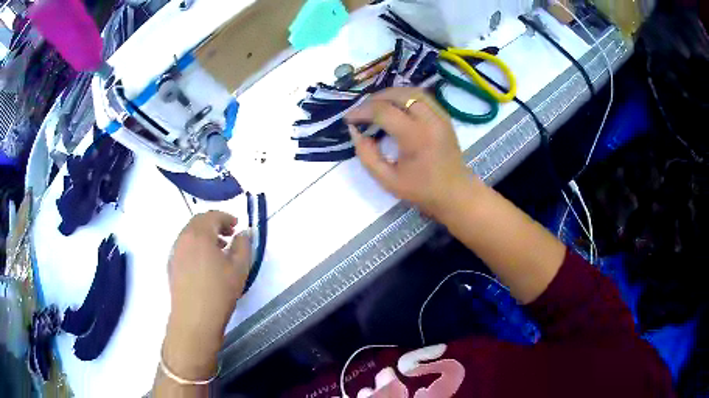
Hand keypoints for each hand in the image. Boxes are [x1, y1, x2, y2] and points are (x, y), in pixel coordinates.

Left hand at [163, 211, 250, 377]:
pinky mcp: (171, 266)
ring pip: (190, 235)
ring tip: (219, 250)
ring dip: (205, 236)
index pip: (212, 216)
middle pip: (198, 222)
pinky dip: (196, 247)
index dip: (226, 217)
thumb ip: (243, 245)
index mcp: (199, 234)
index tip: (237, 226)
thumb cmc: (219, 291)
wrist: (194, 319)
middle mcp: (183, 238)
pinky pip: (184, 247)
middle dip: (215, 225)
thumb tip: (243, 234)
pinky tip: (205, 265)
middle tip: (229, 235)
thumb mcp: (239, 268)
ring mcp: (175, 252)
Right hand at [345, 88, 476, 217]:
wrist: (454, 192)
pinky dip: (405, 96)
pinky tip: (395, 105)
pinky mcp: (444, 116)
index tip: (348, 118)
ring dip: (390, 94)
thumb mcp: (387, 180)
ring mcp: (440, 115)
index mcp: (416, 136)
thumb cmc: (421, 189)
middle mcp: (430, 120)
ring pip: (412, 91)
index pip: (383, 111)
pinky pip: (423, 97)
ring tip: (376, 104)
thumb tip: (355, 132)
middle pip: (398, 94)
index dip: (362, 111)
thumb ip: (367, 155)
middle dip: (375, 98)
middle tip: (361, 109)